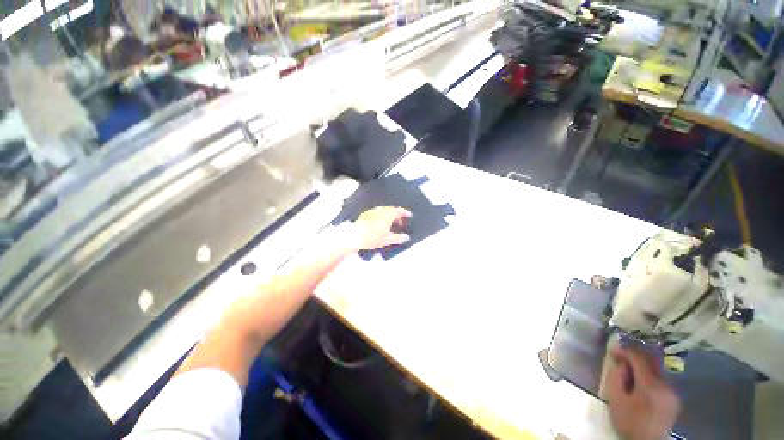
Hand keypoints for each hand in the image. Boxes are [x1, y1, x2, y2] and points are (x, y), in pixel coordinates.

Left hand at [351, 206, 411, 250]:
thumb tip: (407, 237)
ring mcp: (372, 211)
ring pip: (384, 211)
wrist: (355, 236)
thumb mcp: (388, 239)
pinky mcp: (365, 214)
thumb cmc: (373, 237)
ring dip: (389, 216)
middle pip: (392, 210)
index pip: (399, 210)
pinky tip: (380, 224)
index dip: (405, 213)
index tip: (409, 215)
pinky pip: (377, 213)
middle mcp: (381, 210)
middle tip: (400, 223)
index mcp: (388, 214)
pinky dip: (382, 217)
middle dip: (397, 215)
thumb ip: (399, 238)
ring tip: (391, 224)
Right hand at [606, 347, 679, 439]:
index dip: (625, 351)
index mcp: (651, 385)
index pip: (639, 358)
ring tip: (628, 372)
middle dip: (635, 357)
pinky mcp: (674, 400)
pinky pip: (660, 381)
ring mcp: (672, 393)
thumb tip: (620, 364)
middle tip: (620, 358)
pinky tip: (640, 385)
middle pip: (651, 362)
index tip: (612, 351)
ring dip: (642, 368)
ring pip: (656, 371)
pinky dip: (649, 377)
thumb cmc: (629, 422)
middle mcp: (666, 385)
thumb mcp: (615, 399)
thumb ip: (616, 377)